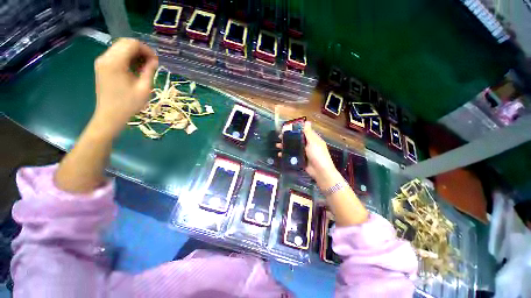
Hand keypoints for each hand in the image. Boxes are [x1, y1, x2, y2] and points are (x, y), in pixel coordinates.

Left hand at [92, 38, 157, 136]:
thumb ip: (149, 71)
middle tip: (152, 63)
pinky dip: (127, 58)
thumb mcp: (144, 88)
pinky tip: (135, 68)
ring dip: (134, 54)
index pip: (132, 44)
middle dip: (141, 50)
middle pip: (125, 43)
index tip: (156, 61)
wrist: (110, 115)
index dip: (146, 49)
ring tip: (145, 67)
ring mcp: (102, 61)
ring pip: (120, 48)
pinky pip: (116, 55)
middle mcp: (105, 57)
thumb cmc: (129, 104)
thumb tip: (154, 60)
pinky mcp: (102, 66)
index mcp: (115, 62)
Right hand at [276, 122, 338, 184]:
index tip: (286, 128)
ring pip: (293, 147)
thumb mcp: (313, 142)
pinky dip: (286, 154)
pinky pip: (292, 155)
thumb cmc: (318, 154)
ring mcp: (303, 152)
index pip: (302, 131)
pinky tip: (280, 154)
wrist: (320, 171)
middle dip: (287, 138)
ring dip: (285, 146)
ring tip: (277, 145)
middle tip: (279, 137)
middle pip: (296, 139)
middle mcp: (307, 144)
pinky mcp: (300, 159)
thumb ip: (308, 133)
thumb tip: (307, 121)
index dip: (294, 129)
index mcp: (312, 139)